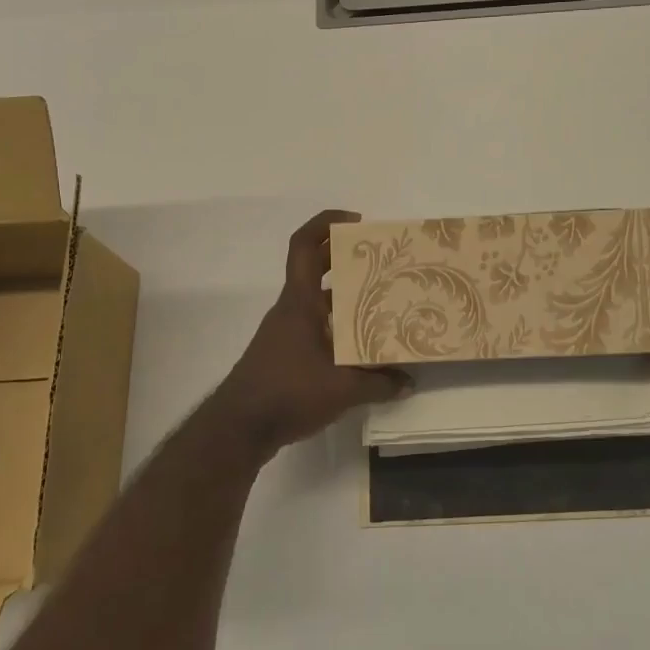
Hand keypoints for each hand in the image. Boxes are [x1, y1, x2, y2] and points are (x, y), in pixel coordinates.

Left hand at [216, 210, 409, 458]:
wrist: (239, 428)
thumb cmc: (287, 392)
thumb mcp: (342, 389)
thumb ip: (379, 383)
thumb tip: (410, 381)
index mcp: (300, 302)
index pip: (304, 246)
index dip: (326, 224)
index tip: (355, 221)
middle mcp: (291, 309)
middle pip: (315, 268)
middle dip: (344, 257)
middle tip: (380, 258)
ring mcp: (286, 331)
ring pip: (317, 299)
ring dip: (344, 294)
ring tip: (381, 299)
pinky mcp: (286, 353)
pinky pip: (315, 325)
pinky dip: (337, 324)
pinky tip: (361, 344)